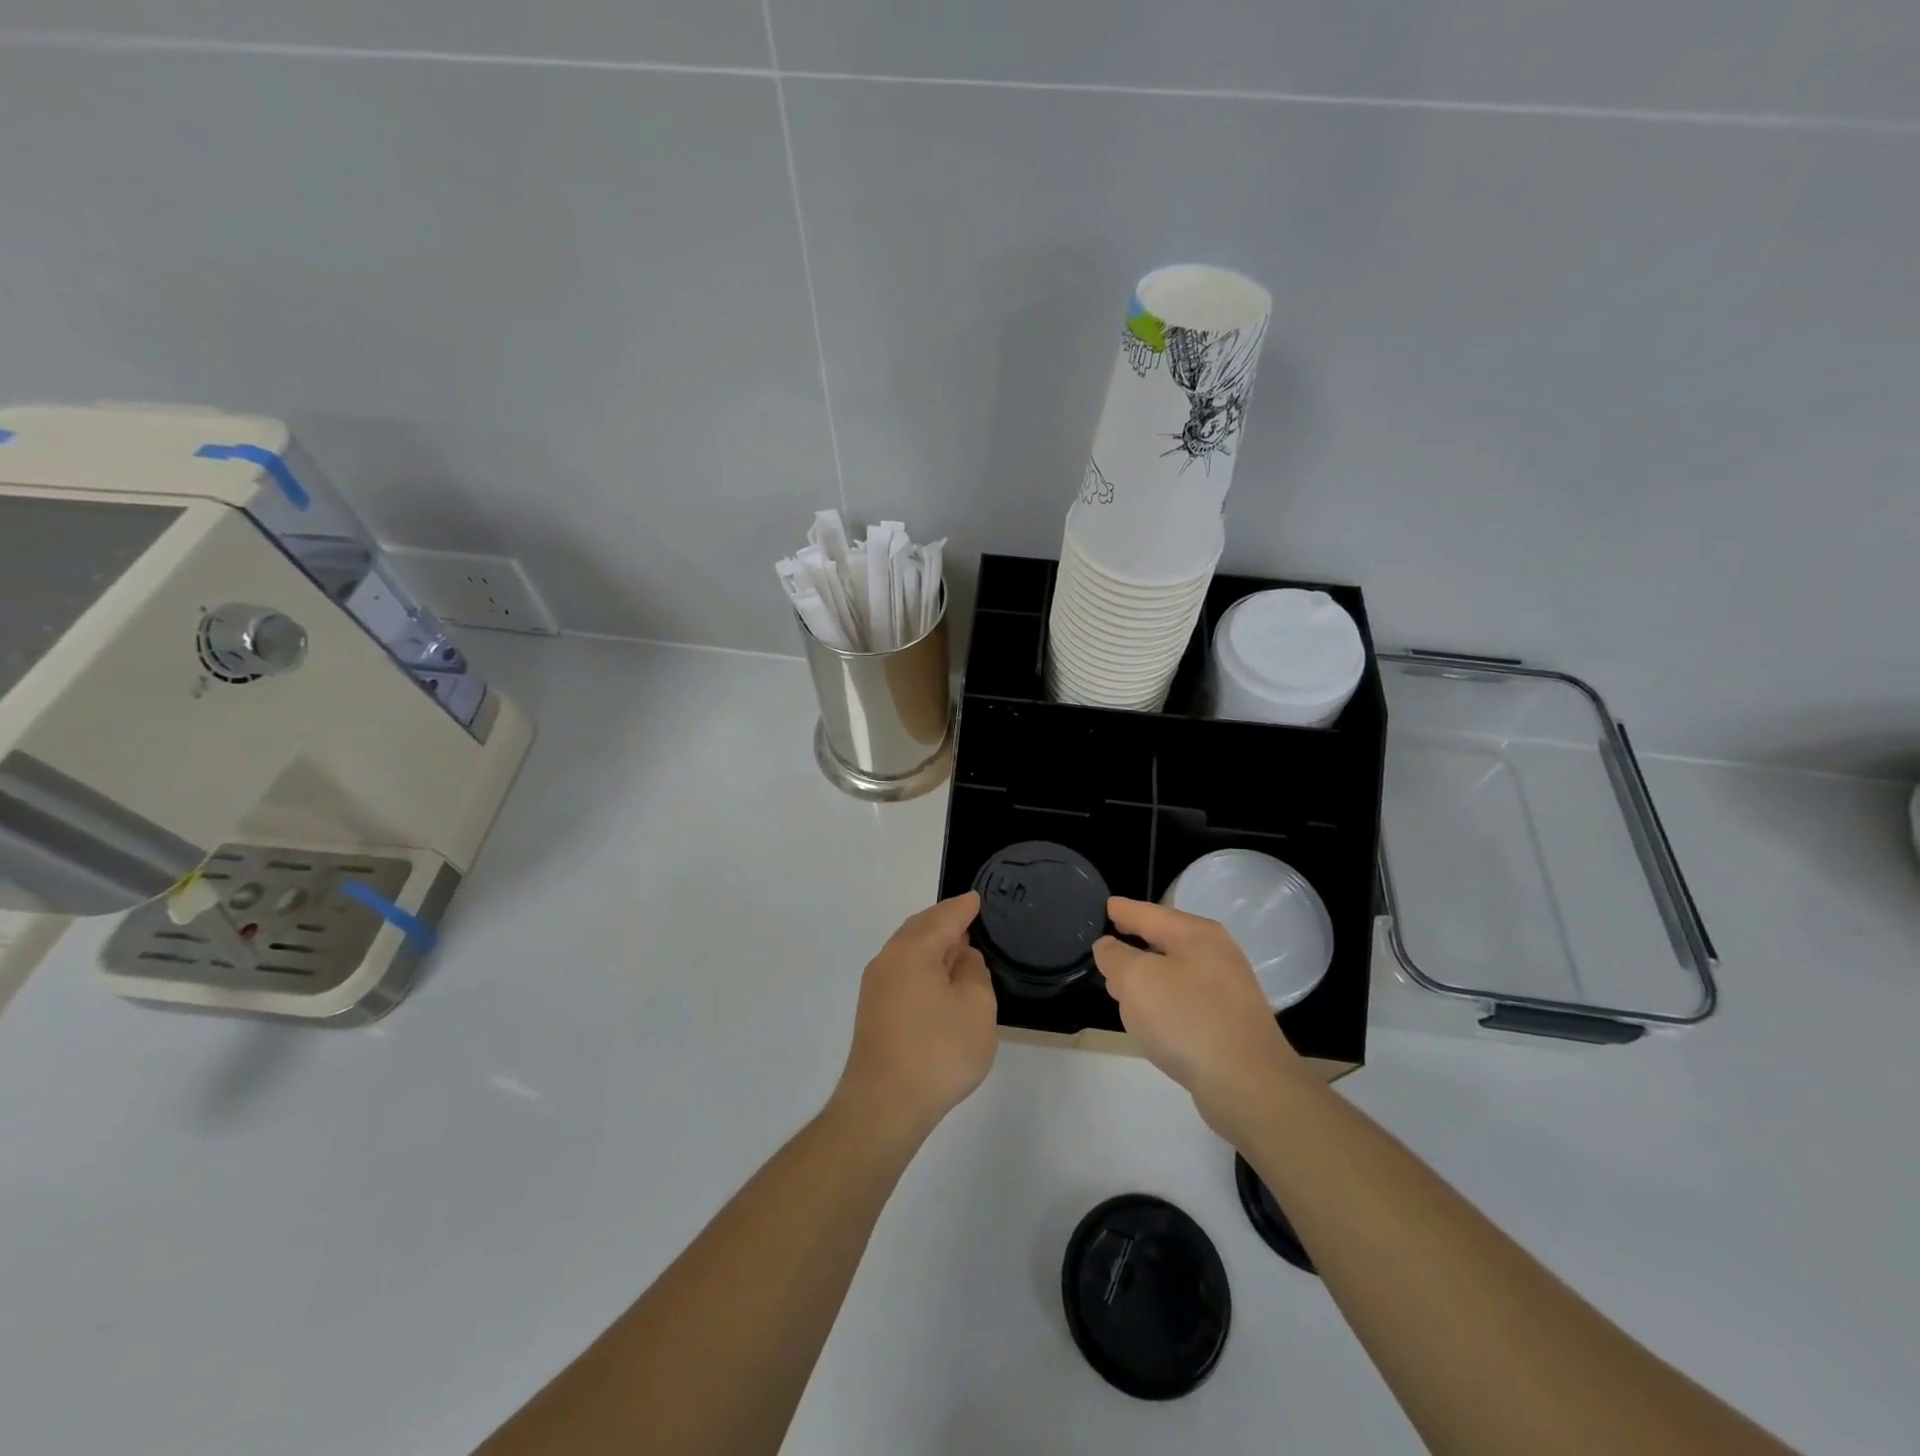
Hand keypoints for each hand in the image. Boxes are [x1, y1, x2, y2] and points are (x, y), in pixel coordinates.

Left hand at [835, 893, 997, 1143]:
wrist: (884, 1105)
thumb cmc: (938, 1050)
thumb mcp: (976, 1007)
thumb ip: (975, 972)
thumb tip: (962, 958)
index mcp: (913, 948)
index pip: (944, 916)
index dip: (964, 907)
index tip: (977, 899)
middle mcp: (888, 959)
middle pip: (921, 929)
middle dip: (945, 922)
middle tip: (969, 919)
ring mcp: (876, 987)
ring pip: (909, 951)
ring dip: (933, 947)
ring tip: (958, 950)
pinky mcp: (873, 1012)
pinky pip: (903, 973)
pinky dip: (923, 968)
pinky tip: (938, 983)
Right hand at [1094, 897, 1305, 1137]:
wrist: (1248, 1084)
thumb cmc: (1186, 1018)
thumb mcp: (1136, 979)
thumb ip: (1115, 957)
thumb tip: (1108, 946)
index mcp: (1196, 934)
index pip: (1149, 913)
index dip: (1123, 909)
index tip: (1105, 904)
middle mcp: (1216, 955)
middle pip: (1165, 940)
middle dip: (1134, 942)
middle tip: (1105, 945)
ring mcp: (1227, 990)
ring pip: (1174, 972)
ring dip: (1146, 975)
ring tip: (1119, 984)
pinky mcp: (1229, 1023)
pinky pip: (1185, 1001)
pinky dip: (1162, 1001)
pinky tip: (1149, 1017)